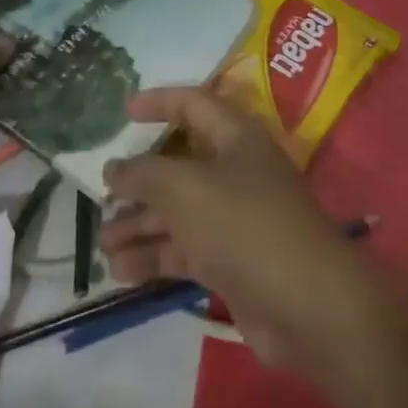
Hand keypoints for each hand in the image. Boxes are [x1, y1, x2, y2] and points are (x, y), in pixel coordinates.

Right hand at [101, 88, 368, 367]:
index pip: (194, 104)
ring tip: (103, 241)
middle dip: (140, 178)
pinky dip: (154, 256)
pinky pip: (185, 248)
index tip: (123, 112)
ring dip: (140, 223)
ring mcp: (234, 217)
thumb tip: (114, 167)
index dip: (159, 102)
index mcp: (235, 137)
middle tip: (101, 193)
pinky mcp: (231, 260)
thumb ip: (145, 174)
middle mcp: (235, 170)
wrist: (306, 304)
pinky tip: (120, 271)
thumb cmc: (244, 225)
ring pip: (178, 210)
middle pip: (180, 163)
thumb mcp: (186, 190)